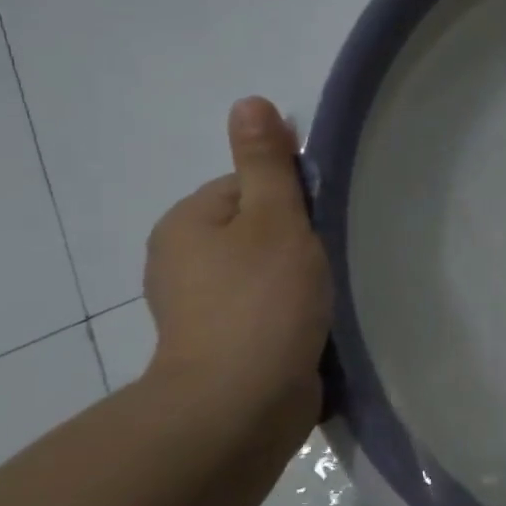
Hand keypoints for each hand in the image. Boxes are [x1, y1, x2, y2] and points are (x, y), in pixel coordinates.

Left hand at [142, 98, 332, 438]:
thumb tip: (250, 102)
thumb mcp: (274, 219)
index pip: (247, 187)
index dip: (290, 202)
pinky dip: (286, 312)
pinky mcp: (221, 345)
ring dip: (294, 279)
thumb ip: (266, 163)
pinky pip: (262, 309)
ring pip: (261, 272)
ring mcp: (198, 308)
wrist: (241, 403)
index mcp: (187, 222)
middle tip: (324, 265)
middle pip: (255, 229)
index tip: (316, 229)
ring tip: (322, 298)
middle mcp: (181, 261)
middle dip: (294, 242)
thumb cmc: (262, 301)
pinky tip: (309, 325)